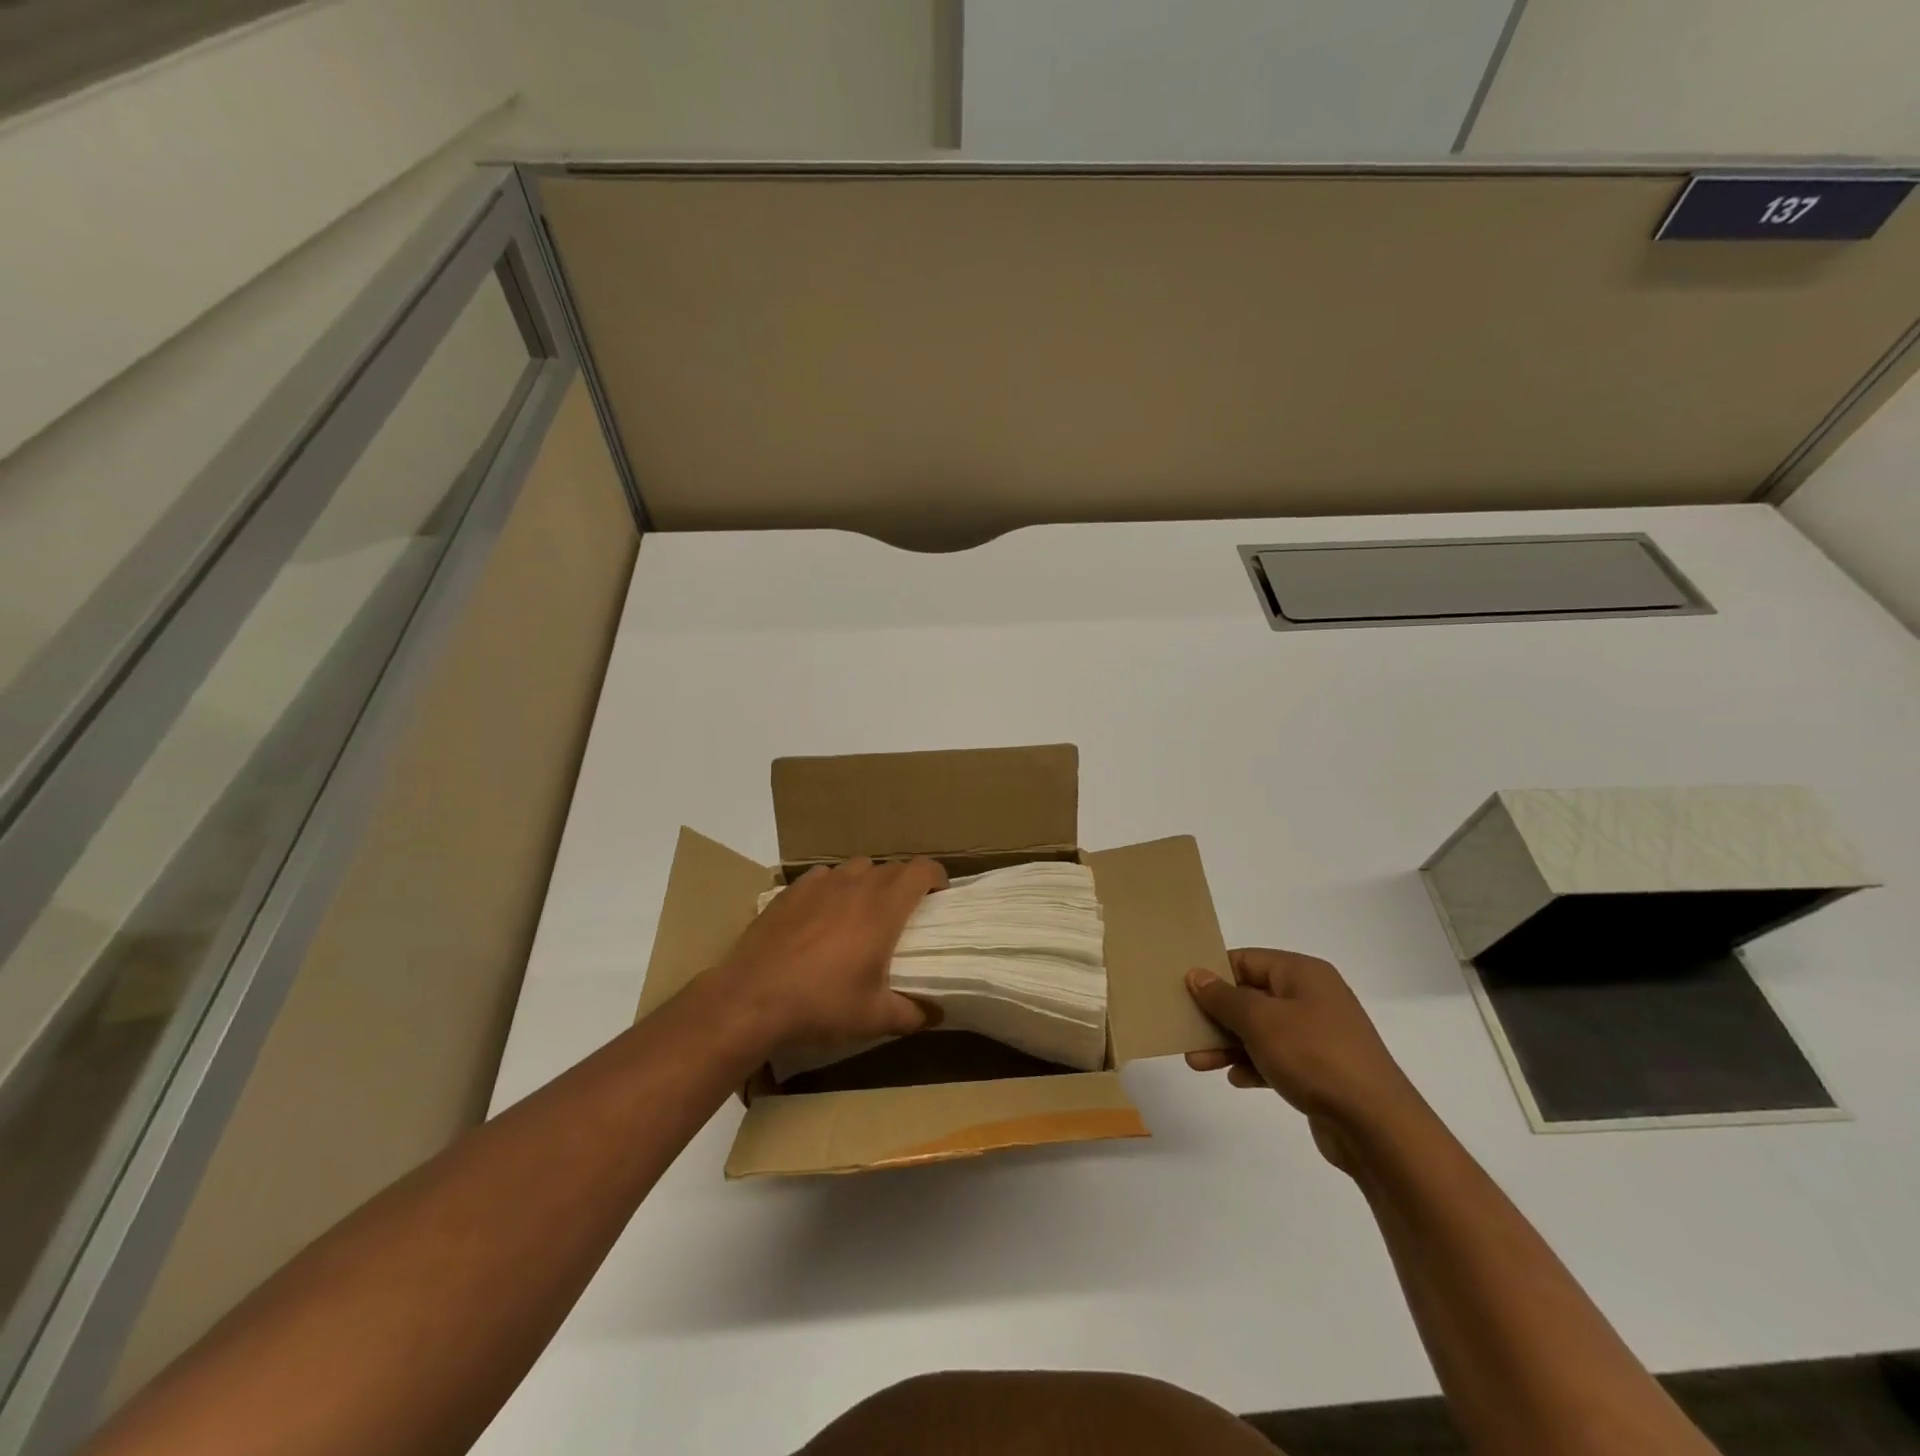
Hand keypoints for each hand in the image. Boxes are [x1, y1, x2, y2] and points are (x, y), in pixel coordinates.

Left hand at [713, 856, 946, 1053]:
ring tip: (863, 912)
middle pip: (891, 867)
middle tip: (904, 914)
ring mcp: (819, 883)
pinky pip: (822, 877)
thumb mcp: (873, 1018)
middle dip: (905, 884)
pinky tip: (822, 915)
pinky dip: (832, 888)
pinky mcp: (790, 891)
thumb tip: (936, 1014)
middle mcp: (855, 885)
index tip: (939, 898)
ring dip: (868, 883)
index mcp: (883, 907)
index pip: (922, 870)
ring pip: (856, 868)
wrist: (751, 999)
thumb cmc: (821, 1004)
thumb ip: (912, 1013)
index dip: (937, 878)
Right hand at [1184, 948, 1424, 1171]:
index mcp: (1302, 974)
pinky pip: (1277, 1058)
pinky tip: (1235, 1080)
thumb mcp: (1260, 1020)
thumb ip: (1223, 997)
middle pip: (1251, 996)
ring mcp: (1319, 1035)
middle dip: (1216, 1014)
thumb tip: (1197, 974)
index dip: (1213, 972)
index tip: (1182, 989)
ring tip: (1197, 1061)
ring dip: (1228, 1044)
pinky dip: (1254, 1065)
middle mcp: (1312, 997)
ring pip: (1261, 1030)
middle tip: (1184, 1029)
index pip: (1246, 960)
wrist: (1376, 1126)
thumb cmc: (1314, 1056)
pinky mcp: (1321, 1070)